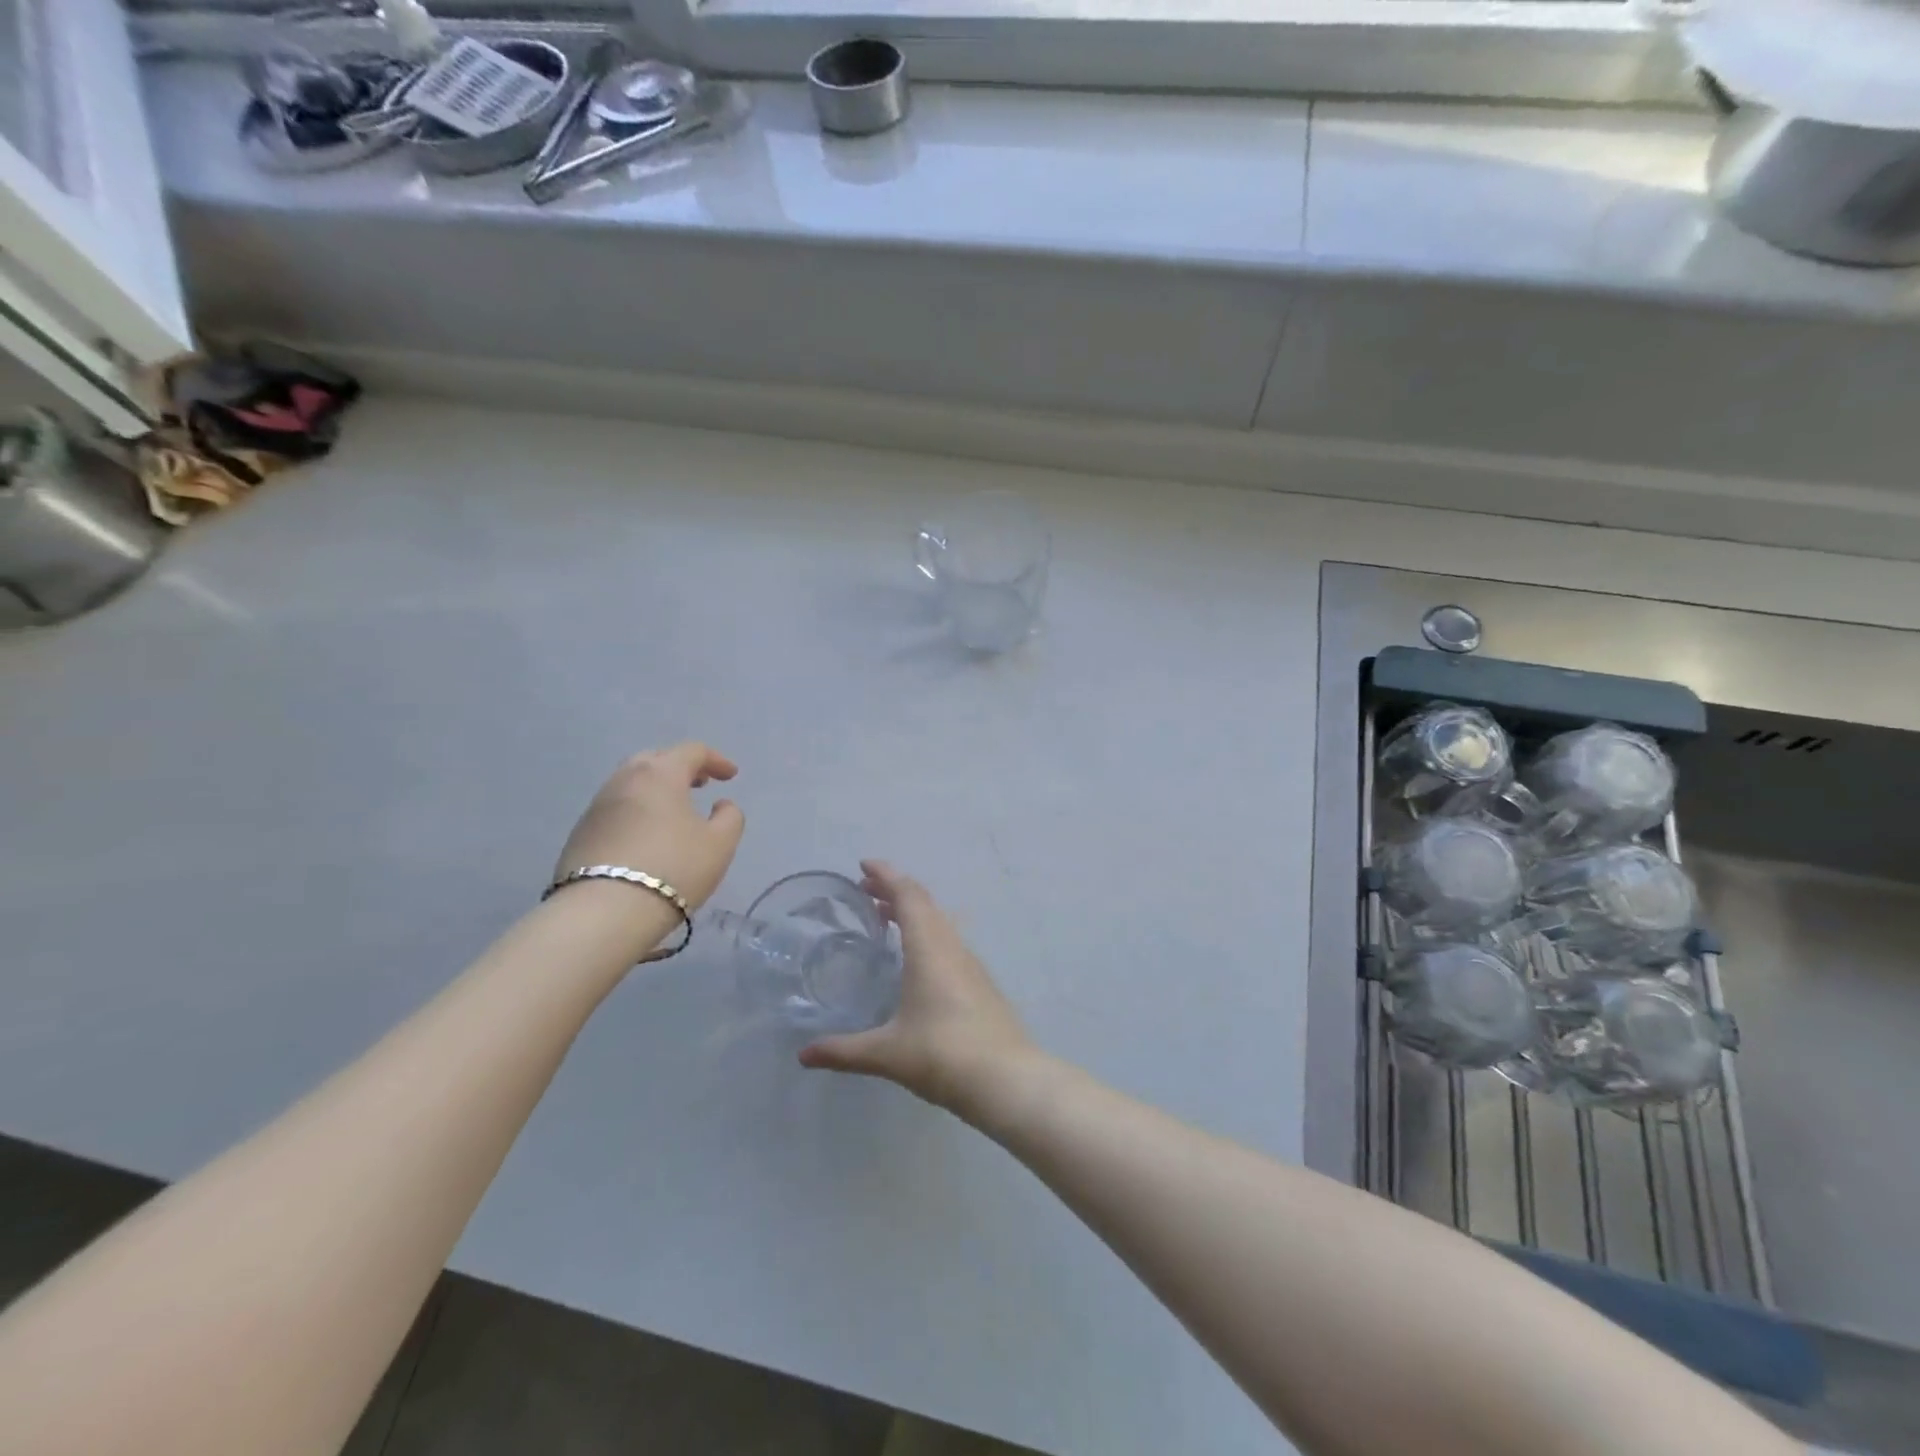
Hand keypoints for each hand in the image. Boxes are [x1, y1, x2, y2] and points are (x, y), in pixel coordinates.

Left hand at [553, 743, 744, 912]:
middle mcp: (624, 780)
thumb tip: (721, 805)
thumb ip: (730, 817)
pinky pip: (615, 810)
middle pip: (655, 759)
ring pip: (630, 784)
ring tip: (673, 811)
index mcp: (660, 774)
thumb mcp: (720, 844)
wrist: (604, 912)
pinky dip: (636, 812)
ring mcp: (597, 806)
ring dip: (655, 790)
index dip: (716, 760)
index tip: (731, 776)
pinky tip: (646, 836)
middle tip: (699, 784)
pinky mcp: (579, 833)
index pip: (691, 751)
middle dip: (680, 767)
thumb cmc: (674, 869)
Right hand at [799, 861, 1033, 1112]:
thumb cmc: (943, 1055)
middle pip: (925, 903)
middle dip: (895, 889)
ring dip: (913, 911)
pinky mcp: (981, 983)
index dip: (886, 875)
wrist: (1007, 1080)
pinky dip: (927, 933)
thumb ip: (844, 1051)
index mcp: (929, 948)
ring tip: (886, 917)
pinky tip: (916, 958)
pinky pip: (949, 941)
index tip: (864, 865)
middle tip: (866, 890)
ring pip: (940, 921)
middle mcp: (951, 947)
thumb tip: (804, 1055)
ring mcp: (970, 964)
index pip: (908, 896)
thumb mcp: (887, 1053)